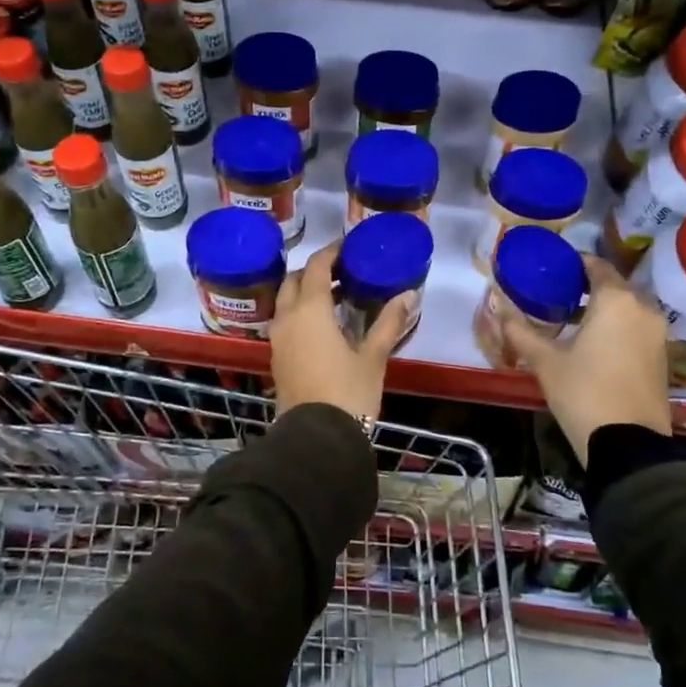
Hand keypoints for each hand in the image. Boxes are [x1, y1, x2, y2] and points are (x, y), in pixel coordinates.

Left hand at [269, 243, 412, 420]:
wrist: (315, 439)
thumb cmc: (348, 392)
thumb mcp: (373, 356)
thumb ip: (389, 322)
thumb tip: (408, 295)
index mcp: (310, 309)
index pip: (317, 266)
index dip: (332, 252)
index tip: (349, 247)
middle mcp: (287, 317)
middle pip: (295, 280)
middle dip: (316, 270)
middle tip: (343, 271)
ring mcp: (278, 338)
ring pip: (286, 301)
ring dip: (307, 291)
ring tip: (337, 296)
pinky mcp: (277, 357)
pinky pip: (285, 320)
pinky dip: (301, 311)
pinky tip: (325, 324)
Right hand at [501, 256, 673, 464]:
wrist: (629, 446)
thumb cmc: (584, 392)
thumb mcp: (545, 361)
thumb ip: (520, 331)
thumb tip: (499, 308)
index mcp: (616, 300)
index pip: (595, 264)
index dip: (573, 263)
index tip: (551, 270)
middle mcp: (643, 308)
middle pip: (613, 285)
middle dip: (587, 287)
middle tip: (556, 295)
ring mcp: (657, 334)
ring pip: (627, 308)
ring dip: (603, 308)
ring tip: (571, 320)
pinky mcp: (662, 357)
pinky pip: (637, 328)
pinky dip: (617, 327)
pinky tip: (593, 344)